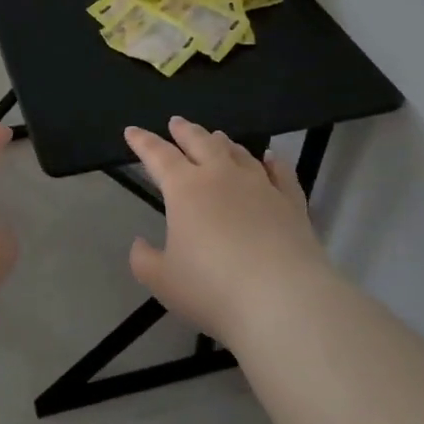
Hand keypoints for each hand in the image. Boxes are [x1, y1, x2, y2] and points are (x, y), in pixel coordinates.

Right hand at [125, 117, 330, 341]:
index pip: (158, 156)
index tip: (132, 131)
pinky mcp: (291, 203)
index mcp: (185, 188)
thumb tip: (140, 244)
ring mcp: (260, 186)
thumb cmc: (213, 288)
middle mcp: (221, 176)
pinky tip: (271, 158)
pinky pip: (281, 173)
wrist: (283, 300)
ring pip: (238, 153)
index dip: (143, 142)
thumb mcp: (163, 281)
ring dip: (223, 143)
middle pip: (200, 143)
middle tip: (176, 122)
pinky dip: (273, 162)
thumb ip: (144, 260)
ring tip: (216, 136)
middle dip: (185, 131)